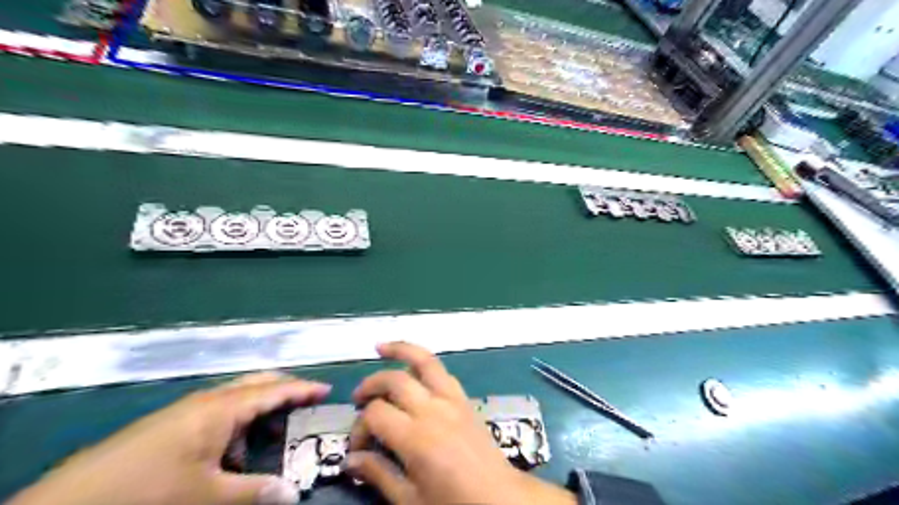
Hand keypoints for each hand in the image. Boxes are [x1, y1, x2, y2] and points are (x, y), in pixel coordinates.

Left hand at [8, 371, 329, 503]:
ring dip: (259, 408)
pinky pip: (217, 412)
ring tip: (274, 430)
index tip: (327, 389)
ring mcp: (187, 409)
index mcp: (222, 408)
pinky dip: (237, 422)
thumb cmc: (148, 491)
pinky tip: (233, 449)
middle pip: (256, 383)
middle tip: (306, 401)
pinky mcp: (171, 423)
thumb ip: (253, 491)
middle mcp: (207, 400)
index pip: (274, 390)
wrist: (68, 503)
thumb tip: (293, 494)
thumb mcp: (206, 495)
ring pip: (236, 397)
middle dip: (284, 388)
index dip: (302, 389)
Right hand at [345, 344, 575, 504]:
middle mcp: (433, 409)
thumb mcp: (410, 500)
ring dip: (401, 350)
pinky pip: (443, 372)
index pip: (375, 414)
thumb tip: (349, 460)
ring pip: (425, 361)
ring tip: (381, 347)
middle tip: (357, 398)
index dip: (359, 428)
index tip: (358, 448)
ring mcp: (452, 399)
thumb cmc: (453, 503)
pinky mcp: (465, 399)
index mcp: (416, 437)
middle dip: (370, 384)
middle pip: (394, 380)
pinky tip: (414, 369)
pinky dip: (425, 364)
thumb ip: (378, 474)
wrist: (499, 497)